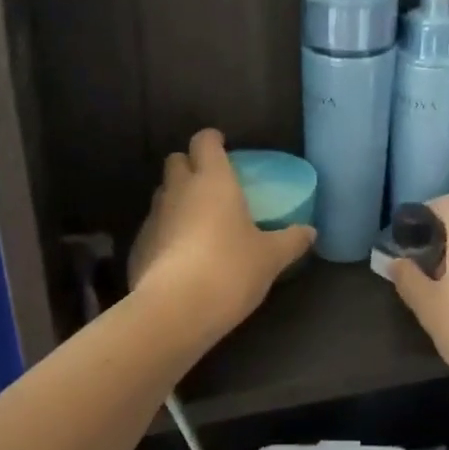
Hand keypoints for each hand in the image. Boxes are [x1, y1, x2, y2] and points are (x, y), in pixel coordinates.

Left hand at [129, 129, 315, 340]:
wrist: (175, 310)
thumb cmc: (230, 270)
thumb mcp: (271, 257)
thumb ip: (291, 240)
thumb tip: (310, 231)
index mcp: (213, 181)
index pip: (204, 141)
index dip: (212, 140)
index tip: (223, 146)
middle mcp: (179, 190)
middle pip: (175, 161)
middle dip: (189, 165)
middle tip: (209, 183)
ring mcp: (153, 217)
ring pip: (162, 194)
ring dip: (176, 199)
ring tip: (196, 220)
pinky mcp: (138, 246)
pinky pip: (153, 228)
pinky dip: (165, 232)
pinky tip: (179, 255)